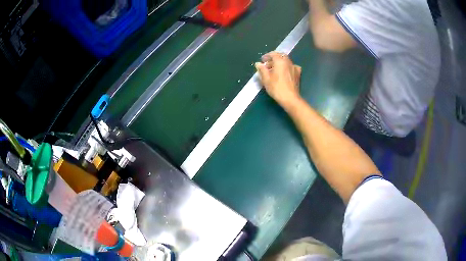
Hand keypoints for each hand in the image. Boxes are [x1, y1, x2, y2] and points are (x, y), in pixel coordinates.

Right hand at [255, 52, 301, 106]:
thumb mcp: (266, 79)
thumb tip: (258, 64)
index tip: (262, 60)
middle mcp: (288, 62)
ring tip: (275, 69)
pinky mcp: (298, 74)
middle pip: (281, 56)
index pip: (273, 54)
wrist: (290, 98)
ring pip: (286, 61)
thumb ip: (262, 69)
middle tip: (268, 64)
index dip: (267, 56)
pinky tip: (285, 72)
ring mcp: (294, 67)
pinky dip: (287, 67)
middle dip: (274, 58)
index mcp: (280, 61)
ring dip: (280, 62)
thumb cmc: (276, 88)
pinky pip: (291, 66)